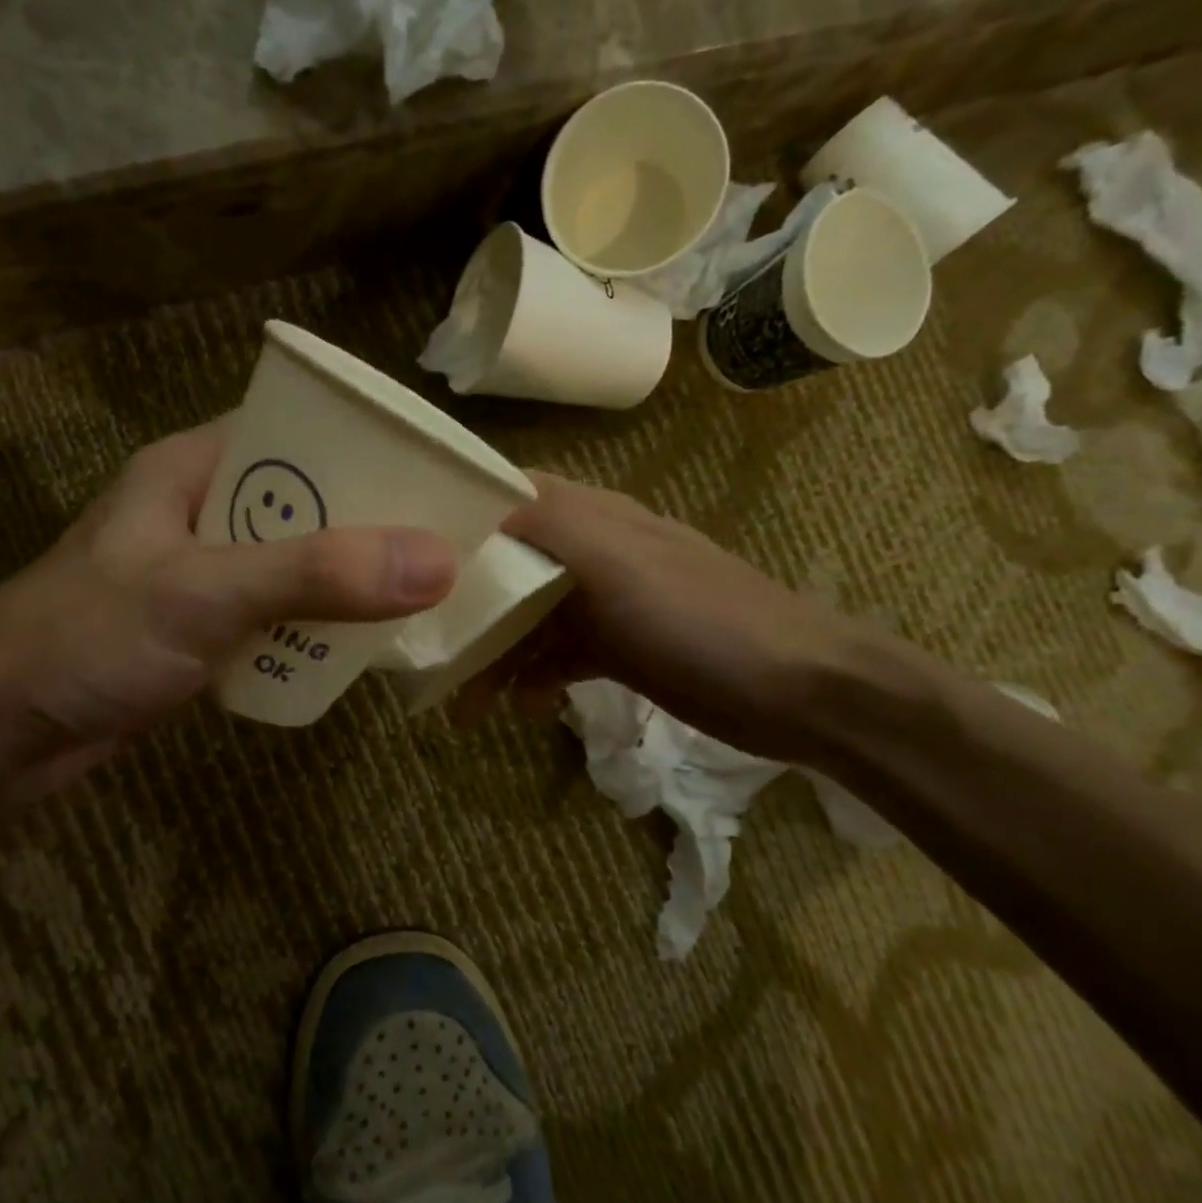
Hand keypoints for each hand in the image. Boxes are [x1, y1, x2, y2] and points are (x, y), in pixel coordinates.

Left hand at [0, 422, 458, 756]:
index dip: (371, 446)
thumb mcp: (205, 593)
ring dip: (352, 581)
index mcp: (197, 468)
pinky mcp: (204, 631)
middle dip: (374, 523)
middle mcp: (206, 511)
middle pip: (311, 503)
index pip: (302, 431)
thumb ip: (319, 574)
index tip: (440, 473)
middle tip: (449, 543)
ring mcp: (206, 575)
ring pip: (301, 564)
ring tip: (427, 592)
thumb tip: (439, 560)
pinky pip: (281, 616)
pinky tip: (365, 643)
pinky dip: (320, 627)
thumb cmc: (87, 638)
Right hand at [458, 472, 863, 764]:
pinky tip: (523, 707)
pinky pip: (556, 657)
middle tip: (422, 644)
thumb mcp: (617, 560)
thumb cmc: (699, 618)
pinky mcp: (617, 649)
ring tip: (463, 702)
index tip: (405, 548)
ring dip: (493, 653)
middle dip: (465, 602)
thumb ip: (548, 523)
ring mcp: (604, 603)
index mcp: (589, 516)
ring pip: (527, 618)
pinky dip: (533, 679)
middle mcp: (590, 551)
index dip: (458, 514)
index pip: (507, 495)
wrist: (796, 690)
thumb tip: (480, 504)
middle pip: (507, 564)